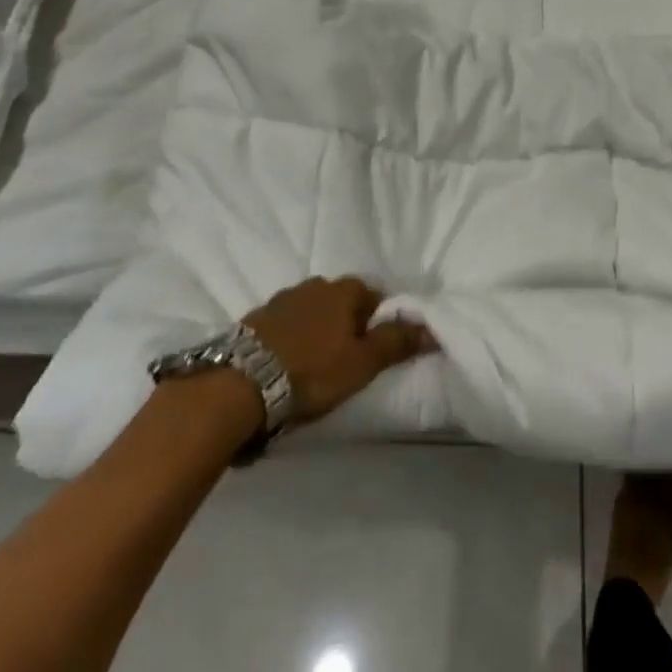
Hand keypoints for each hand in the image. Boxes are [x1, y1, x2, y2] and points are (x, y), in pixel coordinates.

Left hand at [242, 276, 433, 425]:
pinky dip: (289, 339)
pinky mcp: (253, 319)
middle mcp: (314, 285)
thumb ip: (397, 343)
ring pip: (311, 312)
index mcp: (344, 289)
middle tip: (345, 361)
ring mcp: (280, 299)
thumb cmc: (312, 372)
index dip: (378, 323)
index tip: (374, 352)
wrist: (238, 387)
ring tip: (313, 366)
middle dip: (346, 325)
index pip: (374, 296)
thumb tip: (433, 328)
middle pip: (341, 302)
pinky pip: (283, 325)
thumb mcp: (362, 363)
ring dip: (316, 331)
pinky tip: (284, 364)